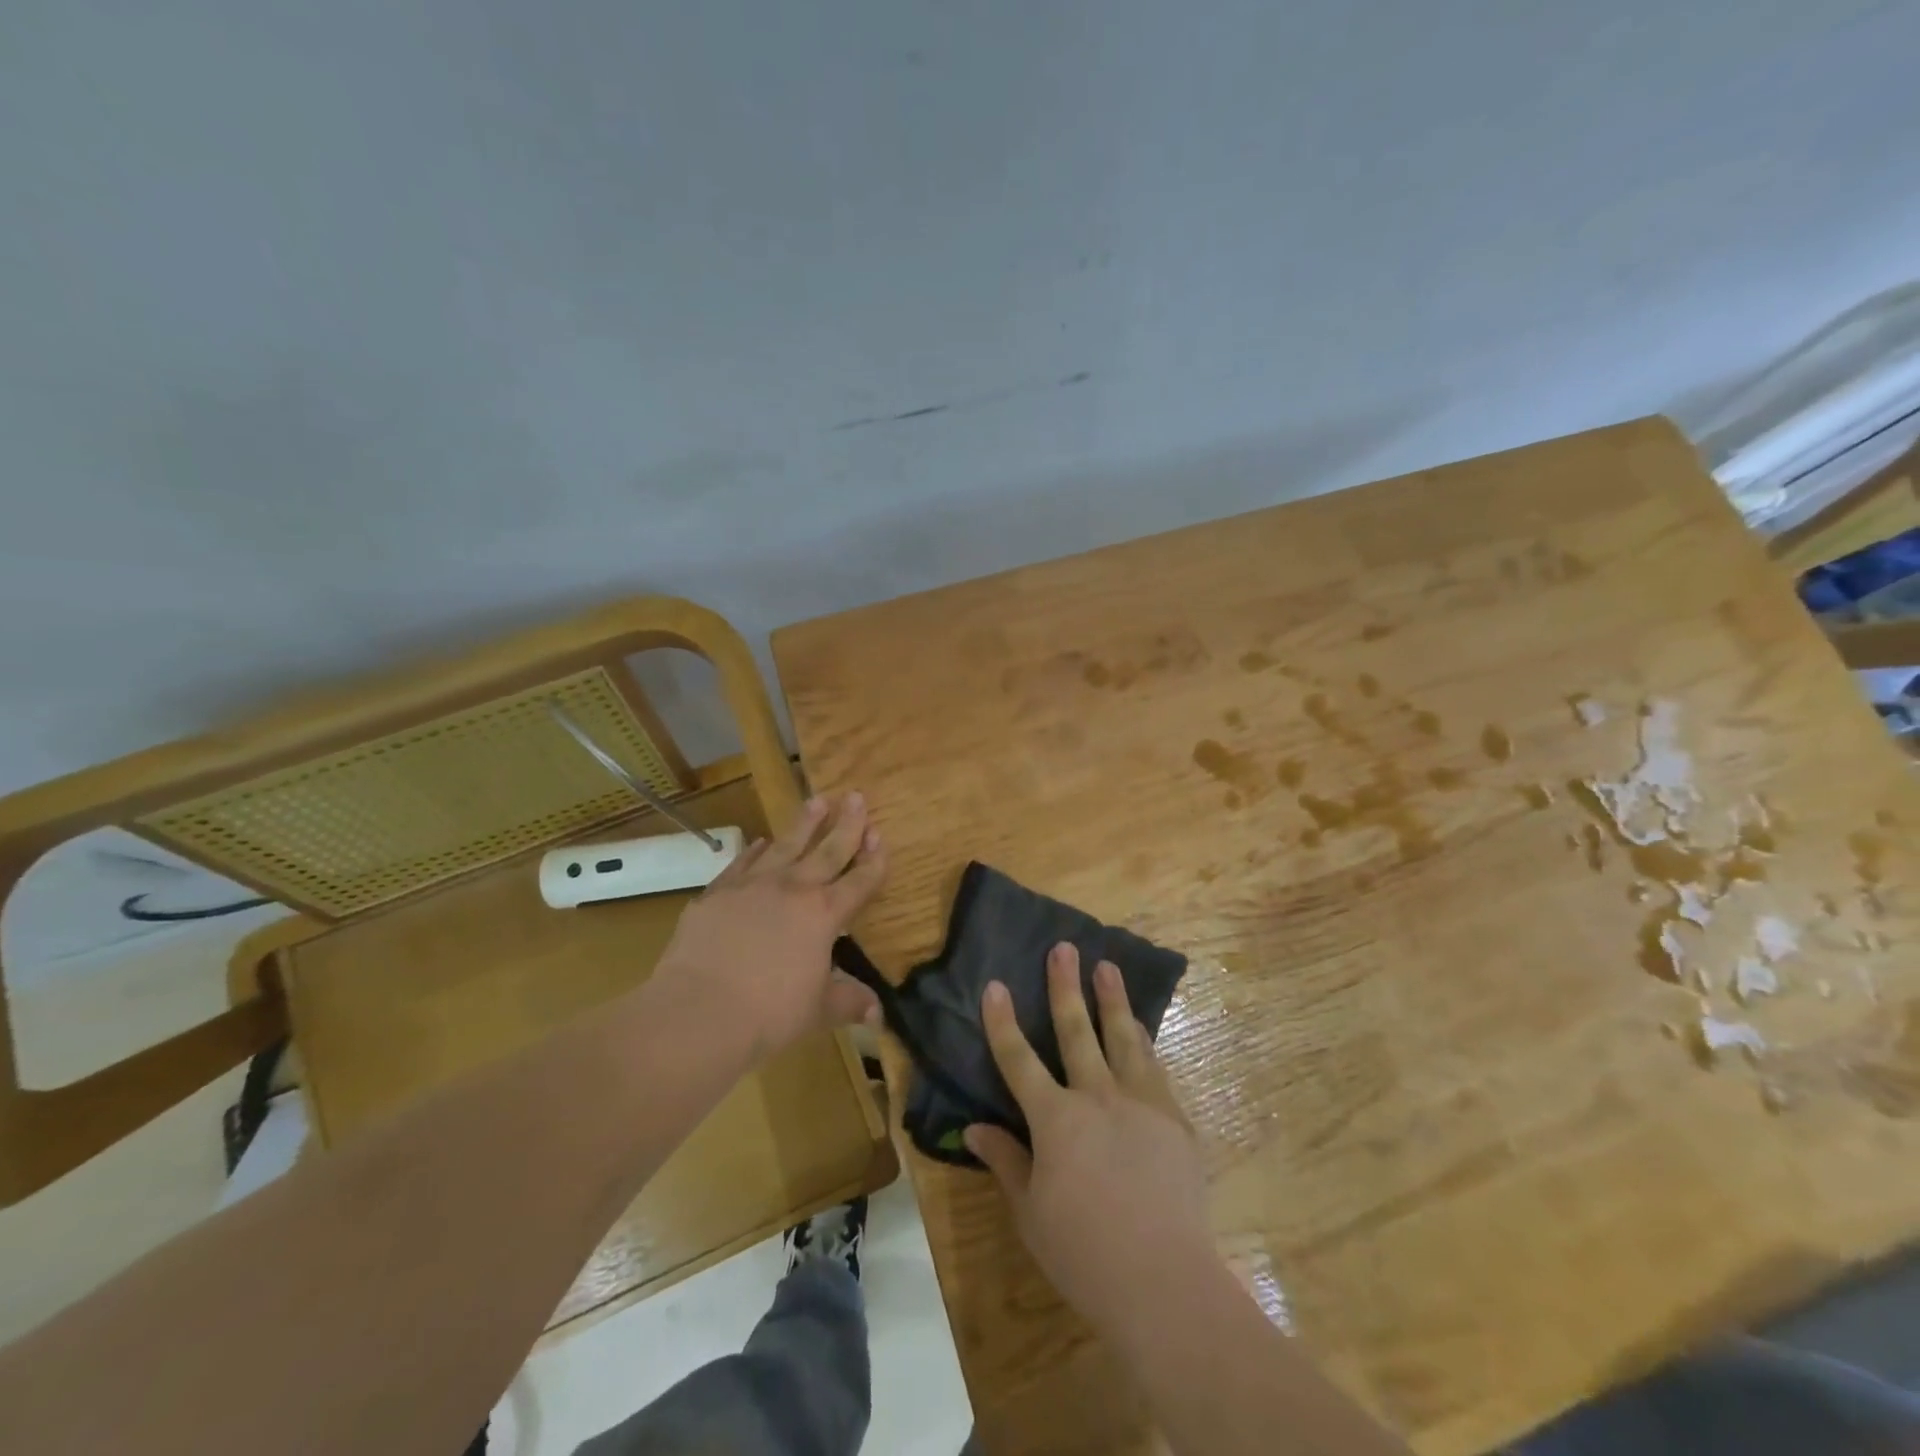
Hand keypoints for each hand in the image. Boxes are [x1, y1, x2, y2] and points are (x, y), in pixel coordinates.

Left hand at [653, 792, 885, 1057]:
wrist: (700, 1010)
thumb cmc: (770, 1014)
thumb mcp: (818, 1010)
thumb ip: (848, 1002)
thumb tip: (876, 1013)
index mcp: (824, 914)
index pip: (859, 881)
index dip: (874, 859)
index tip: (881, 835)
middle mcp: (793, 889)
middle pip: (828, 850)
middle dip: (847, 824)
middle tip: (856, 796)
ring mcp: (753, 886)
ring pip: (786, 845)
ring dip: (805, 823)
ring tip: (818, 800)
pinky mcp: (718, 893)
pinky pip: (744, 863)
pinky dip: (756, 850)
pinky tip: (762, 842)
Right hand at [966, 943, 1211, 1337]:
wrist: (1165, 1282)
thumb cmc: (1085, 1253)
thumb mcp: (1031, 1213)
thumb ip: (1005, 1162)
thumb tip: (973, 1129)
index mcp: (1055, 1119)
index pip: (1019, 1059)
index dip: (1003, 1022)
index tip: (996, 985)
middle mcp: (1096, 1097)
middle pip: (1076, 1030)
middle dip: (1065, 986)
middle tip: (1064, 948)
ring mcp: (1140, 1103)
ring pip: (1123, 1038)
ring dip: (1112, 1000)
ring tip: (1107, 967)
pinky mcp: (1174, 1119)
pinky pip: (1155, 1068)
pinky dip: (1144, 1042)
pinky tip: (1141, 1028)